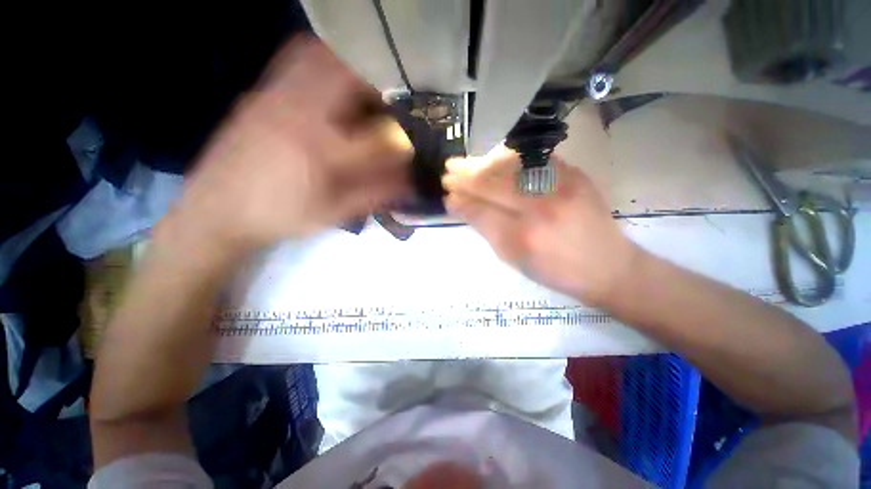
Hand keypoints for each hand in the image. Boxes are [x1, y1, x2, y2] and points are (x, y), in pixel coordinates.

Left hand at [165, 36, 412, 254]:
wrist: (216, 211)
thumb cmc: (280, 217)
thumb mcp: (332, 214)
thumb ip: (373, 195)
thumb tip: (409, 182)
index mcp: (321, 154)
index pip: (377, 137)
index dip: (401, 140)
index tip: (409, 144)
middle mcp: (298, 115)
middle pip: (348, 76)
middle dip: (376, 83)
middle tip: (388, 103)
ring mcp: (274, 98)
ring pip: (320, 57)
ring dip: (349, 67)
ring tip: (362, 90)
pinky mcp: (258, 94)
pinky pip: (295, 61)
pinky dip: (321, 63)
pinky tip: (328, 87)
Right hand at [442, 148, 640, 305]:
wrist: (607, 265)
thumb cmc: (556, 271)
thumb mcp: (514, 260)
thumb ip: (487, 231)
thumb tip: (463, 207)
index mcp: (523, 238)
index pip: (480, 211)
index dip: (461, 201)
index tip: (447, 196)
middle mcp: (540, 207)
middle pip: (492, 184)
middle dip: (465, 177)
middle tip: (448, 171)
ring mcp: (560, 186)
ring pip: (509, 166)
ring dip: (482, 164)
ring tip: (464, 164)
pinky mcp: (573, 174)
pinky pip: (531, 159)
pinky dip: (507, 159)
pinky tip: (492, 159)